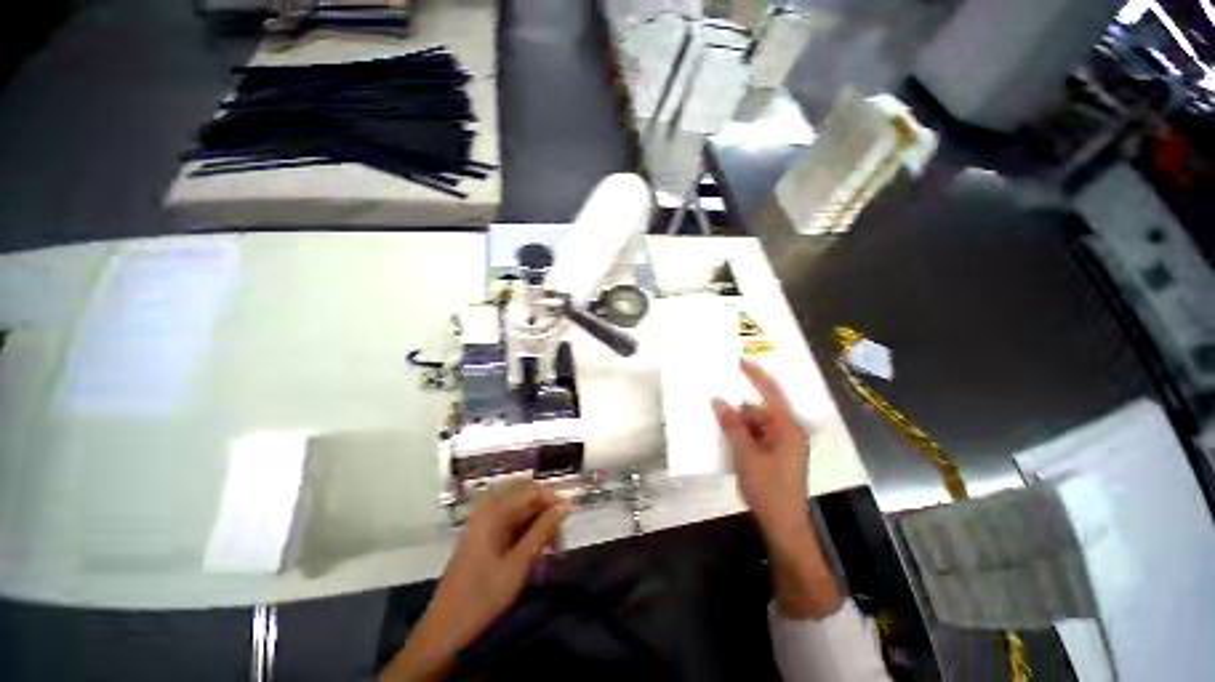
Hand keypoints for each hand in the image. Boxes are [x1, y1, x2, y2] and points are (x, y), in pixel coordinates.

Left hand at [380, 484, 569, 680]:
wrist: (444, 631)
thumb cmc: (483, 596)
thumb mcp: (519, 563)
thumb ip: (543, 529)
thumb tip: (567, 504)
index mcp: (493, 510)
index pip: (533, 490)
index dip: (554, 502)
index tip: (570, 522)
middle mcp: (488, 509)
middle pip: (527, 498)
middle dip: (546, 516)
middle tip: (558, 544)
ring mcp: (484, 523)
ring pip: (521, 512)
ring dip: (538, 528)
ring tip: (548, 554)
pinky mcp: (483, 537)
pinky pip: (511, 525)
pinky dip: (526, 537)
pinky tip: (533, 557)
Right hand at [712, 360, 842, 618]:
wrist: (783, 526)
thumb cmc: (769, 489)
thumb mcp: (747, 455)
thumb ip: (733, 426)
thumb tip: (718, 401)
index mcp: (788, 429)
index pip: (771, 393)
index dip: (756, 376)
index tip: (739, 362)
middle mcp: (788, 432)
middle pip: (760, 410)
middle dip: (738, 408)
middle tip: (716, 401)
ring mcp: (782, 445)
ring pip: (756, 424)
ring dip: (738, 423)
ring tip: (717, 422)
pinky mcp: (775, 455)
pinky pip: (756, 436)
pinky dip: (742, 434)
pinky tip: (726, 438)